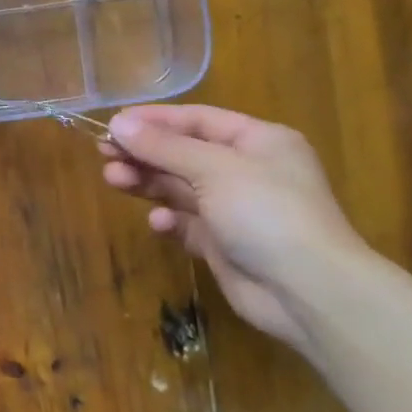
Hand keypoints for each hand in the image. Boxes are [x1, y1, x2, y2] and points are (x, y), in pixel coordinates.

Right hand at [100, 105, 368, 354]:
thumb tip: (118, 124)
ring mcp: (235, 210)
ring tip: (113, 180)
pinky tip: (157, 223)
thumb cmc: (266, 212)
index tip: (113, 123)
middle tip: (103, 153)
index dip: (154, 120)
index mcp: (257, 142)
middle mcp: (247, 171)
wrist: (308, 291)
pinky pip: (187, 224)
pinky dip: (170, 220)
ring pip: (180, 188)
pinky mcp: (224, 245)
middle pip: (184, 153)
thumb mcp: (214, 169)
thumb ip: (164, 147)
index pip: (198, 119)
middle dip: (144, 153)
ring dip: (148, 183)